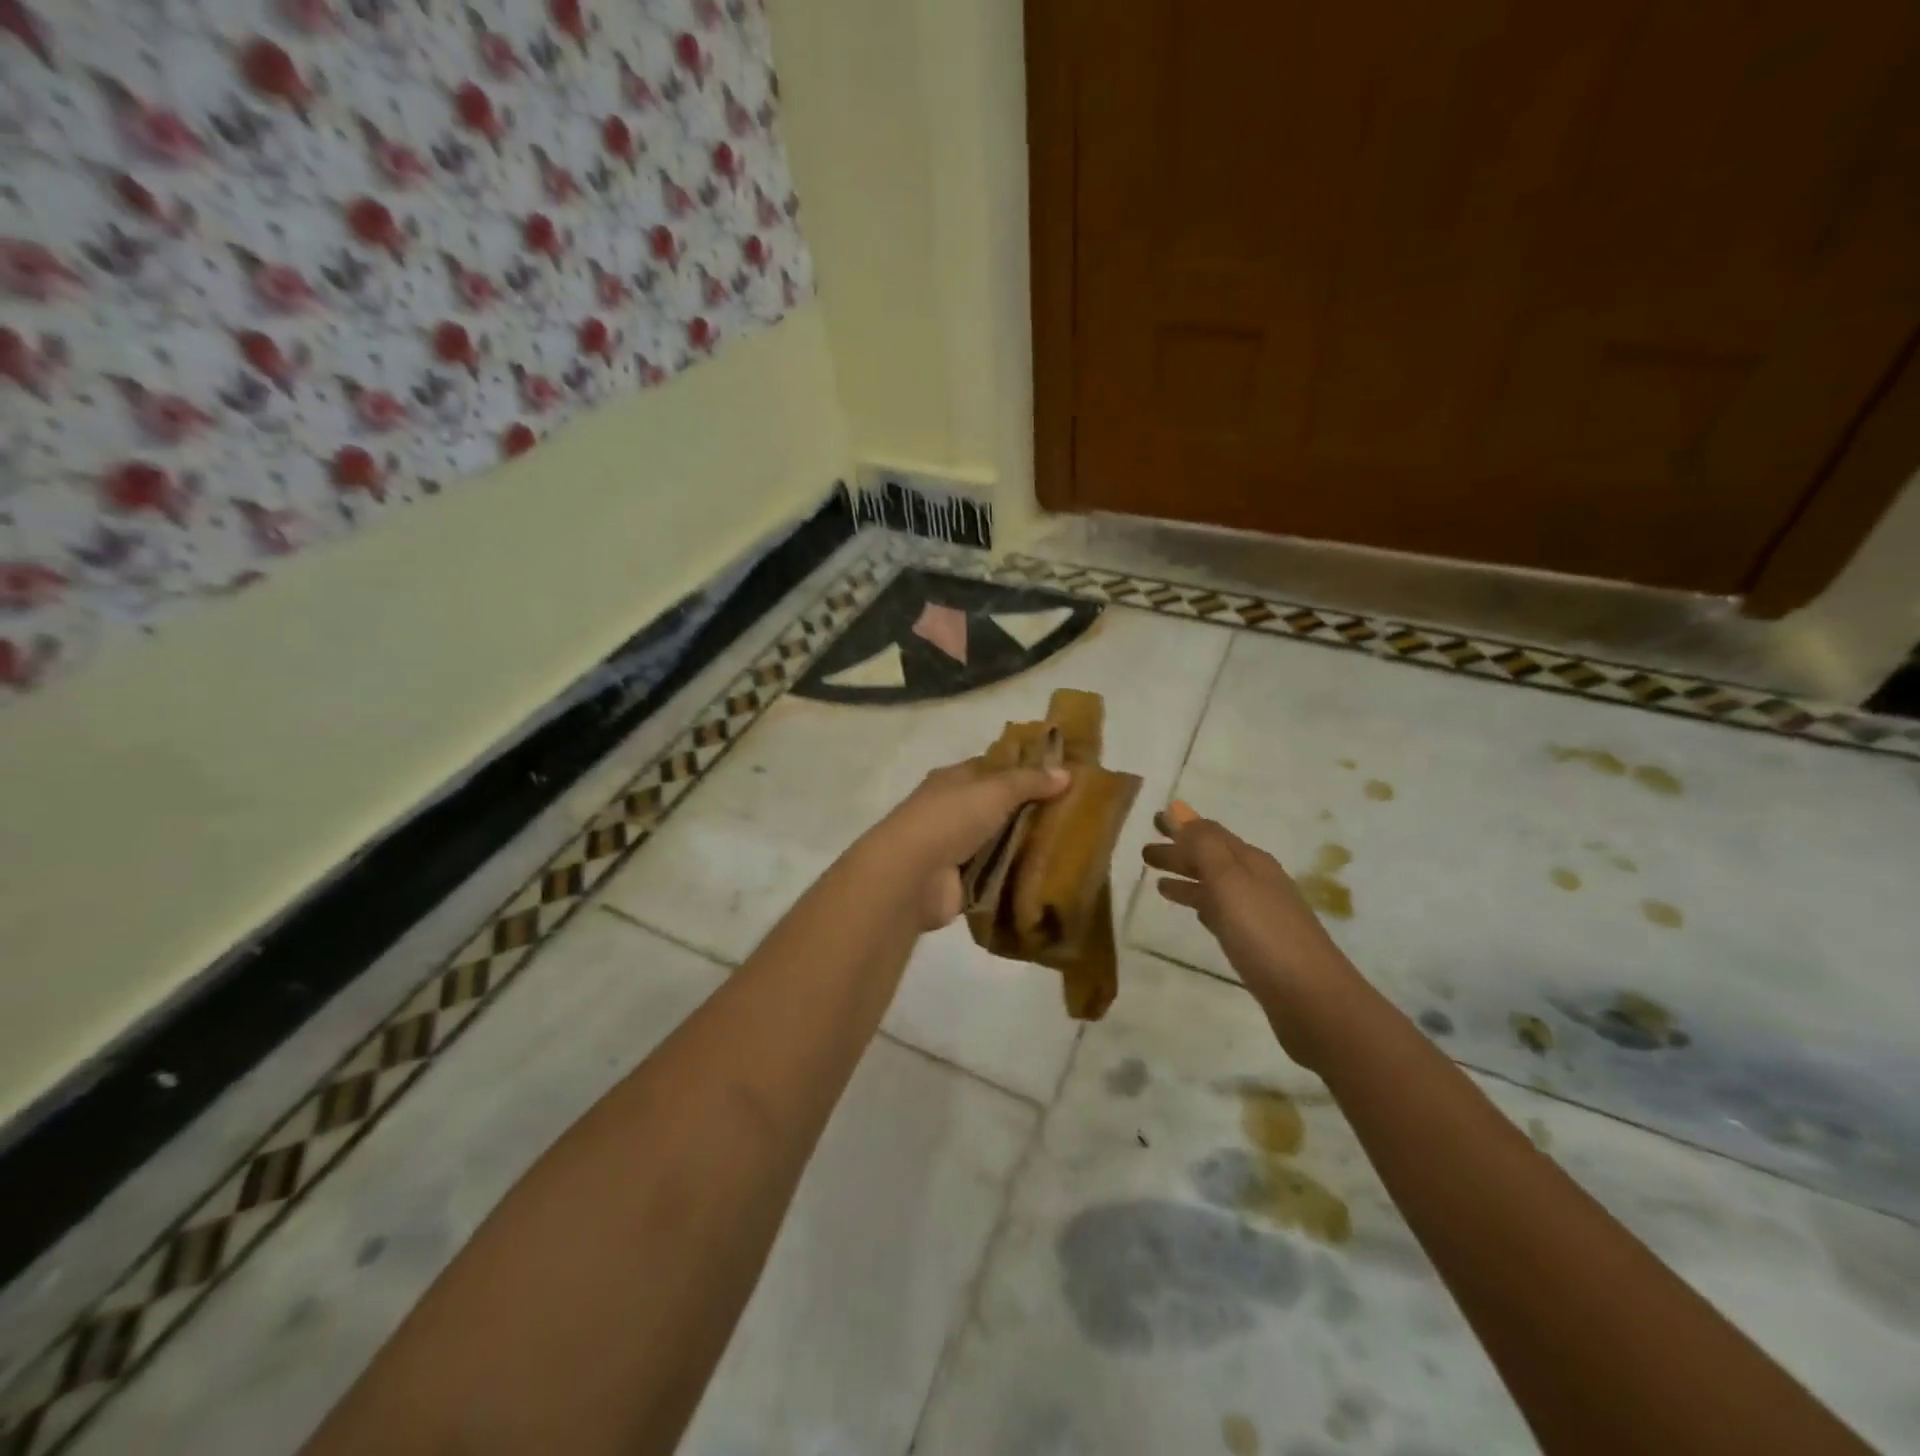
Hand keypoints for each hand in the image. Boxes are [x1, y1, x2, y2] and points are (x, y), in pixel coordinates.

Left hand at [860, 758, 1069, 930]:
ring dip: (1026, 845)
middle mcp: (953, 810)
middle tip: (1076, 814)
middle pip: (999, 807)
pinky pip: (996, 874)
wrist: (911, 876)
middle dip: (1031, 810)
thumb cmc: (949, 819)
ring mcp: (955, 847)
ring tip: (1071, 846)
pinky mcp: (961, 881)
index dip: (1024, 769)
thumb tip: (1066, 773)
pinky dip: (1016, 875)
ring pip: (1000, 841)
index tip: (1061, 775)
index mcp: (954, 779)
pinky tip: (1048, 876)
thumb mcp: (994, 790)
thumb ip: (1030, 782)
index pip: (993, 768)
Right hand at [1143, 803, 1363, 1066]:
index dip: (1182, 826)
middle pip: (1212, 859)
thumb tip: (1178, 809)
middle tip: (1145, 853)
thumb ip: (1203, 845)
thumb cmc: (1264, 933)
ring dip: (1188, 879)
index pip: (1211, 834)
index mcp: (1251, 862)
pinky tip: (1196, 914)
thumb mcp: (1229, 881)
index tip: (1154, 821)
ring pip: (1216, 886)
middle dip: (1180, 852)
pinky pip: (1223, 913)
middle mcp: (1257, 881)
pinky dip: (1204, 906)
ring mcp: (1260, 914)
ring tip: (1158, 884)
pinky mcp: (1258, 944)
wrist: (1312, 999)